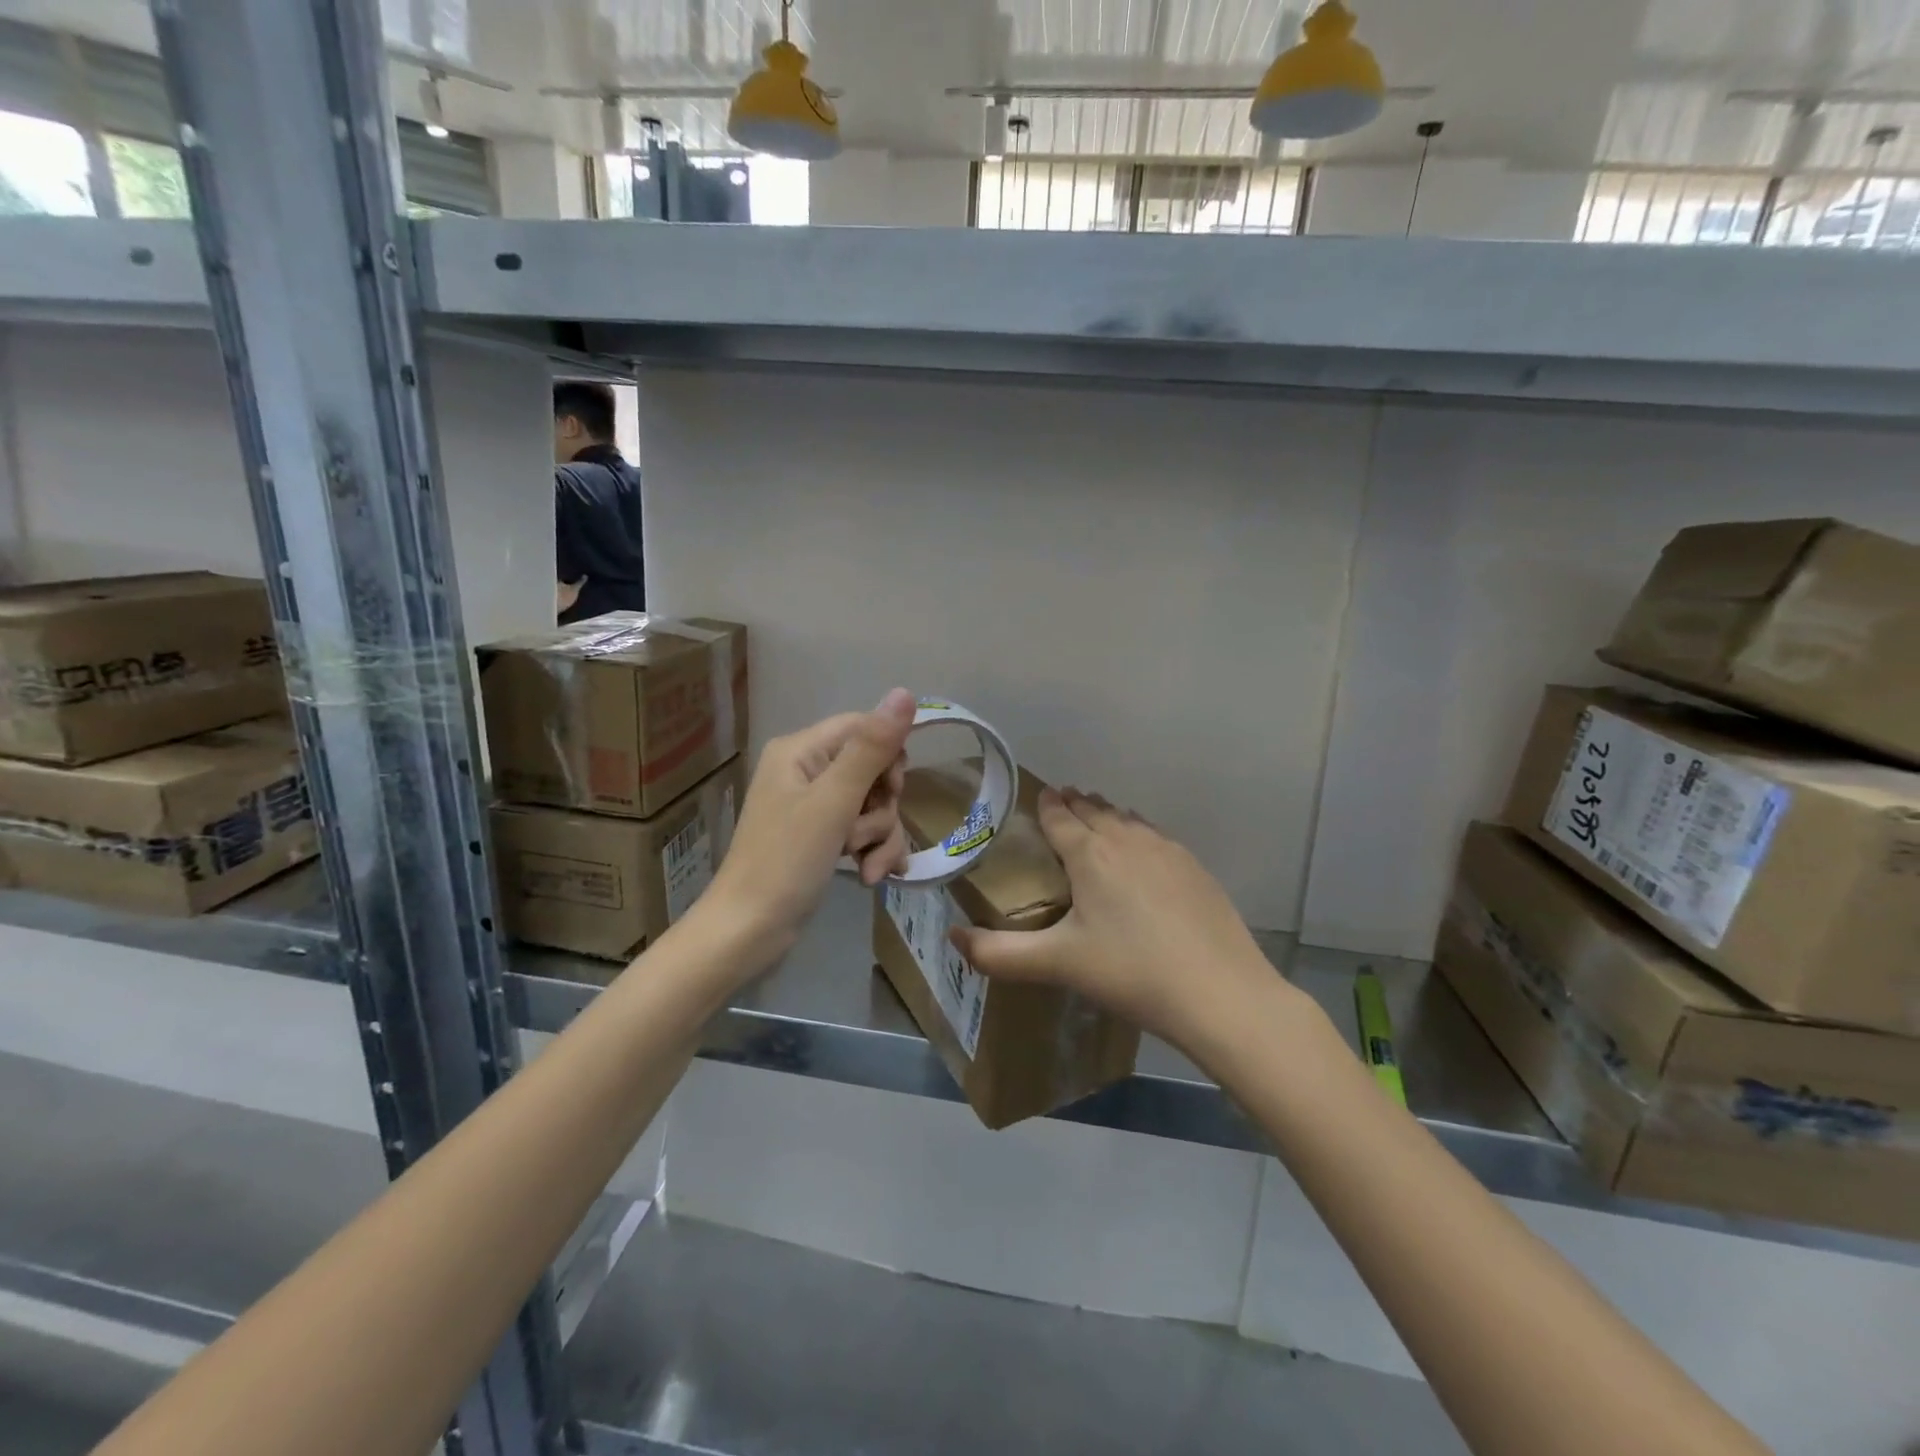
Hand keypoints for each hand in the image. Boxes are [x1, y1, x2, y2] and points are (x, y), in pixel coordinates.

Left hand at [699, 688, 915, 968]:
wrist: (748, 933)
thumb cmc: (786, 861)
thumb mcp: (833, 802)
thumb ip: (871, 749)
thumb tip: (905, 693)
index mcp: (800, 751)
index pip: (863, 728)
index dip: (888, 755)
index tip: (893, 789)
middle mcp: (806, 771)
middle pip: (873, 769)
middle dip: (882, 808)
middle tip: (864, 834)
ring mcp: (814, 807)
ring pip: (873, 805)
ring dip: (879, 837)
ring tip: (866, 868)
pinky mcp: (822, 838)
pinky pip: (863, 831)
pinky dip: (872, 852)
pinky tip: (871, 877)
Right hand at [951, 788, 1286, 1056]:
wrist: (1221, 994)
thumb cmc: (1131, 973)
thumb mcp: (1057, 965)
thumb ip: (998, 954)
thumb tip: (952, 938)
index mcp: (1090, 854)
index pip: (1060, 816)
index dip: (1047, 804)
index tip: (1040, 795)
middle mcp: (1128, 839)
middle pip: (1095, 809)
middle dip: (1075, 804)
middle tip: (1062, 803)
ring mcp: (1167, 850)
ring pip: (1127, 819)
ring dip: (1107, 815)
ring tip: (1096, 820)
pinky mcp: (1194, 868)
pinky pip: (1155, 836)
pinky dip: (1137, 833)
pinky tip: (1141, 854)